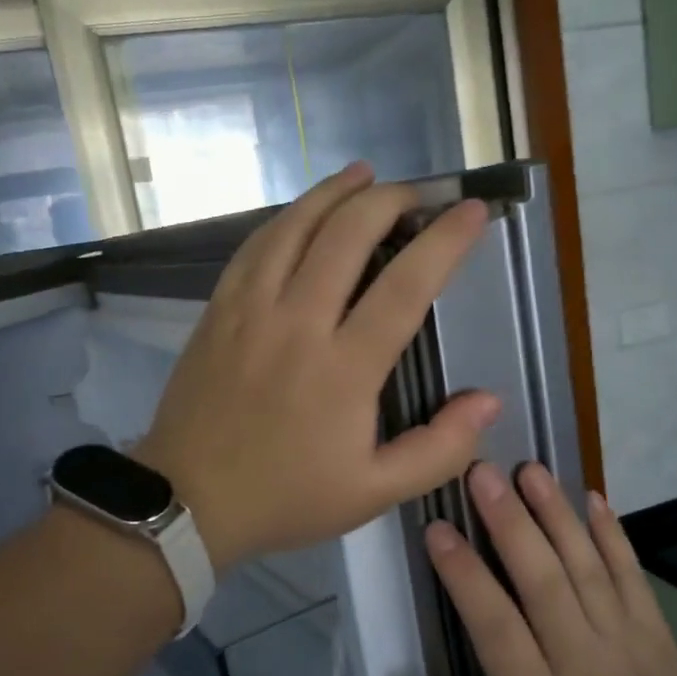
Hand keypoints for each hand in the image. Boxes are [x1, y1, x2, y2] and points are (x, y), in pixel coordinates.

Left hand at [137, 163, 499, 569]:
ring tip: (364, 174)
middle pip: (348, 235)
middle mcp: (298, 323)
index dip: (446, 242)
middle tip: (418, 194)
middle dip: (391, 200)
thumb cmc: (286, 497)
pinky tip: (303, 211)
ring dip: (335, 192)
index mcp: (344, 369)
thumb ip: (439, 450)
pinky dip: (286, 218)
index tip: (473, 211)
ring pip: (296, 226)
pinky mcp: (219, 309)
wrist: (187, 501)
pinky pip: (255, 246)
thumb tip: (488, 401)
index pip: (406, 286)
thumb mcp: (374, 493)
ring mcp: (251, 310)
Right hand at [415, 461, 676, 675]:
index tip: (437, 528)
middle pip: (541, 581)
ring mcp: (626, 643)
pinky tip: (591, 496)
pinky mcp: (658, 634)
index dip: (464, 574)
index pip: (495, 626)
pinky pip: (632, 574)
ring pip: (585, 566)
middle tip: (480, 472)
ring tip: (528, 469)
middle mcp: (582, 664)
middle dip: (508, 521)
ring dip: (555, 513)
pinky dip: (612, 533)